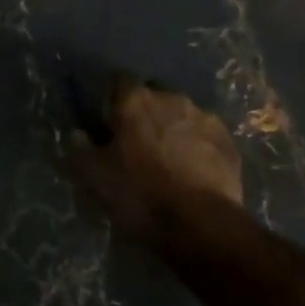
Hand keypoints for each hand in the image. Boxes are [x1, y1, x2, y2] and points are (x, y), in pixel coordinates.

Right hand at [71, 78, 242, 242]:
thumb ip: (80, 149)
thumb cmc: (140, 195)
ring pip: (181, 115)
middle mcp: (171, 98)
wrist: (201, 224)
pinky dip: (196, 146)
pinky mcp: (228, 141)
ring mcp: (204, 117)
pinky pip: (204, 135)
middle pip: (152, 96)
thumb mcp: (95, 177)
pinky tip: (192, 171)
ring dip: (172, 129)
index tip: (108, 121)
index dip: (112, 99)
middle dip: (144, 113)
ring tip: (167, 159)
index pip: (119, 81)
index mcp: (135, 101)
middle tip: (136, 144)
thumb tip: (76, 133)